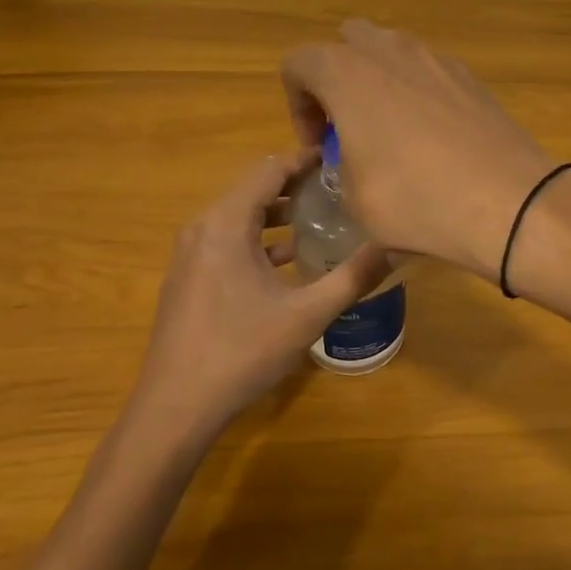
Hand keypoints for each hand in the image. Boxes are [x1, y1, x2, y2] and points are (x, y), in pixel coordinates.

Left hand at [130, 150, 389, 443]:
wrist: (173, 409)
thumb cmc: (240, 352)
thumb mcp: (307, 314)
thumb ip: (353, 276)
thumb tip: (397, 247)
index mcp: (225, 223)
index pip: (270, 169)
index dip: (305, 159)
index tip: (341, 160)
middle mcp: (203, 227)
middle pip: (254, 188)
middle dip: (297, 185)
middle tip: (339, 188)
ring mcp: (191, 253)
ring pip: (240, 216)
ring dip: (279, 213)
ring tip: (321, 218)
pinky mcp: (189, 277)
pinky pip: (228, 240)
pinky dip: (259, 239)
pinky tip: (290, 260)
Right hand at [280, 21, 557, 278]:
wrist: (507, 200)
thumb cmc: (415, 198)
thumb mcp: (355, 199)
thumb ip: (341, 166)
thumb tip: (354, 161)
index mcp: (347, 72)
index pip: (299, 62)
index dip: (297, 104)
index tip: (318, 144)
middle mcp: (389, 51)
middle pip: (348, 41)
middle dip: (338, 76)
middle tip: (348, 124)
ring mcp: (435, 58)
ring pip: (392, 51)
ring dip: (379, 80)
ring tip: (390, 130)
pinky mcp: (469, 75)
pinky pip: (428, 70)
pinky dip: (417, 91)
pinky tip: (432, 136)